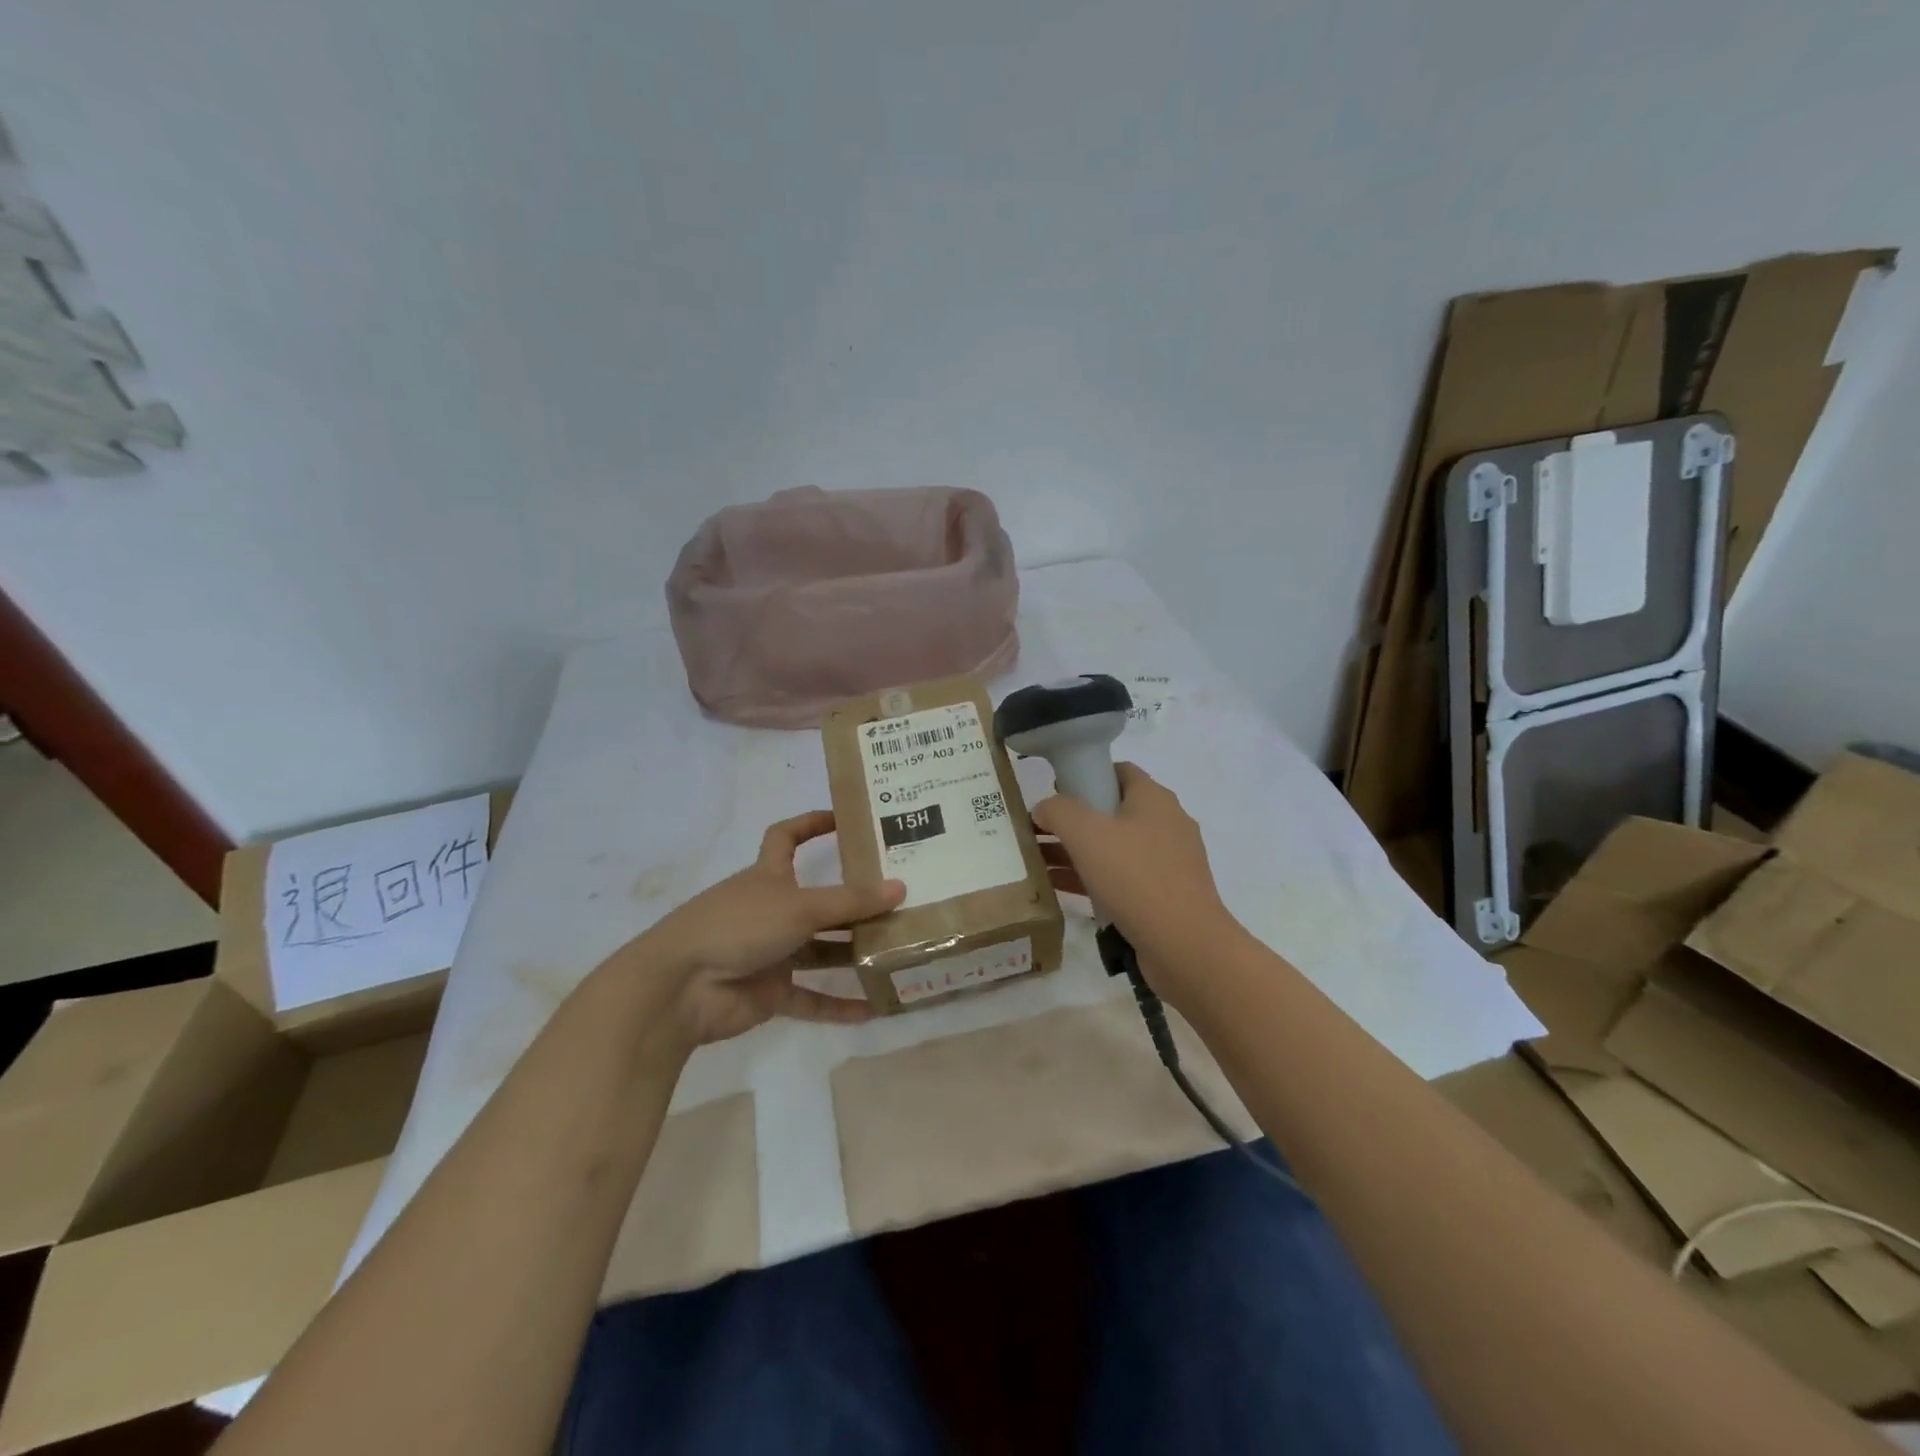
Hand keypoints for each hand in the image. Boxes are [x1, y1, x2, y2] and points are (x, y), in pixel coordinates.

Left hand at [608, 811, 902, 1048]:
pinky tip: (872, 1010)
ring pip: (820, 950)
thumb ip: (851, 902)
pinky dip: (837, 1004)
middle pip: (819, 901)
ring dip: (852, 954)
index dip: (811, 824)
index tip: (845, 819)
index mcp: (768, 876)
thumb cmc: (738, 926)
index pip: (786, 837)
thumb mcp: (799, 906)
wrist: (680, 988)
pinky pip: (810, 997)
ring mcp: (770, 952)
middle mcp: (772, 910)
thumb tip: (900, 889)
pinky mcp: (769, 992)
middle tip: (900, 900)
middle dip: (854, 902)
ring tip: (898, 953)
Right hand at [1031, 763, 1238, 990]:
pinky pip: (1121, 878)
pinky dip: (1091, 878)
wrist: (1185, 946)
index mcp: (1154, 798)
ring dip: (1076, 851)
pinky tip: (1057, 888)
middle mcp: (1166, 824)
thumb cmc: (1135, 878)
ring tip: (1037, 860)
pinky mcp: (1164, 895)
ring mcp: (1167, 862)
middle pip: (1112, 810)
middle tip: (1037, 830)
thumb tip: (1043, 807)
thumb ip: (1058, 811)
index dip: (1084, 775)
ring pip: (1114, 847)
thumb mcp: (1086, 834)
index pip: (1117, 771)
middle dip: (1073, 819)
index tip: (1053, 793)